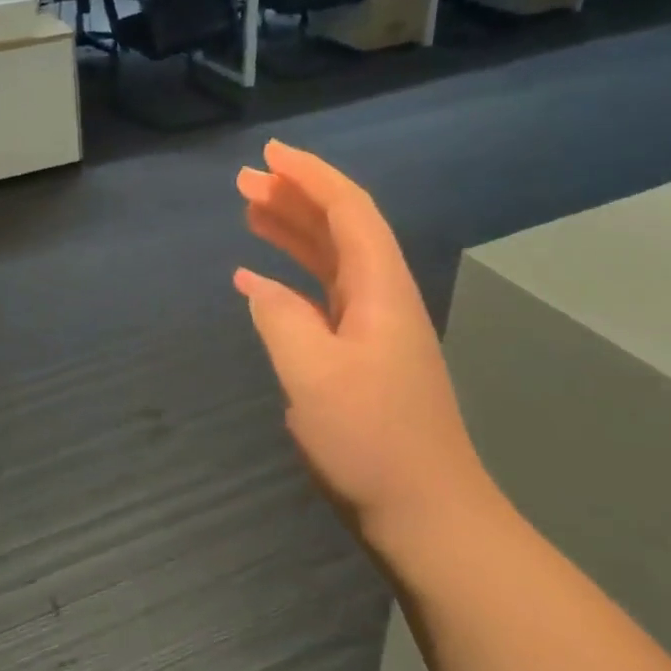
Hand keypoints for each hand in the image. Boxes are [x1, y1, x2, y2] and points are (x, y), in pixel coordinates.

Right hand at [235, 140, 496, 560]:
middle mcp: (381, 297)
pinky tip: (256, 278)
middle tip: (244, 181)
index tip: (269, 155)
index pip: (348, 211)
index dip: (310, 176)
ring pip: (330, 260)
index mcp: (381, 290)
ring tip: (248, 212)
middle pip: (339, 228)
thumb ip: (280, 318)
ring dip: (291, 231)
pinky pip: (321, 296)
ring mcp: (373, 328)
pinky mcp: (360, 355)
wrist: (427, 515)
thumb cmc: (372, 441)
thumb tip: (257, 284)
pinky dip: (289, 278)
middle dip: (294, 197)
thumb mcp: (313, 375)